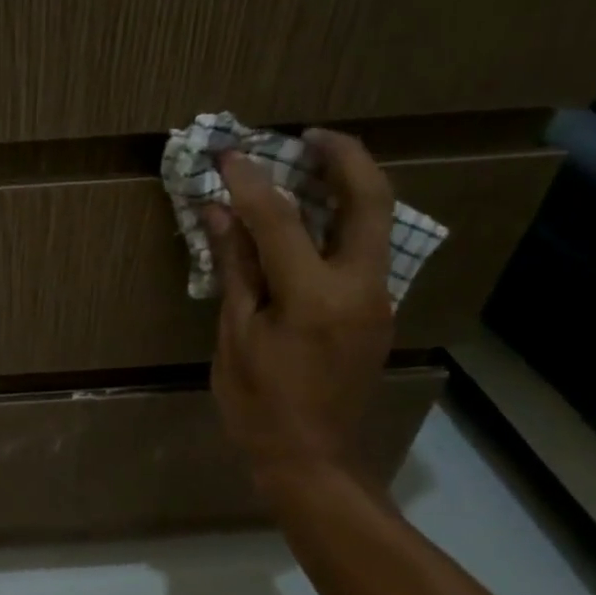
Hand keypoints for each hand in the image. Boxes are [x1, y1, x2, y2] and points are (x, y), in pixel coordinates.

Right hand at [202, 128, 394, 501]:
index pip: (280, 220)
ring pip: (375, 223)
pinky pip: (365, 251)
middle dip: (345, 157)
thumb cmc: (260, 405)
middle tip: (311, 134)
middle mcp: (360, 288)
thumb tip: (218, 214)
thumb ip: (235, 269)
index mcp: (315, 297)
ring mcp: (378, 300)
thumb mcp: (236, 337)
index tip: (229, 154)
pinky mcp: (377, 312)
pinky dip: (342, 222)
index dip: (251, 183)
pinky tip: (312, 221)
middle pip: (369, 201)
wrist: (312, 460)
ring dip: (349, 185)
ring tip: (312, 165)